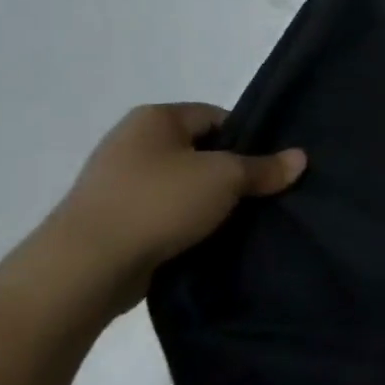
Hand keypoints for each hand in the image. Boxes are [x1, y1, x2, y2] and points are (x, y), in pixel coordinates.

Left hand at [26, 104, 304, 314]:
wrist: (84, 267)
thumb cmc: (158, 203)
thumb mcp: (224, 179)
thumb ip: (264, 168)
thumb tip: (301, 158)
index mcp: (155, 118)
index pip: (216, 117)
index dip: (246, 140)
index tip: (266, 169)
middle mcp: (132, 142)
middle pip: (199, 152)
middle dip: (228, 174)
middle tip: (258, 197)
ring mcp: (117, 183)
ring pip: (181, 186)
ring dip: (205, 203)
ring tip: (234, 223)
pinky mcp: (111, 220)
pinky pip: (161, 214)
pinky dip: (182, 225)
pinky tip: (203, 242)